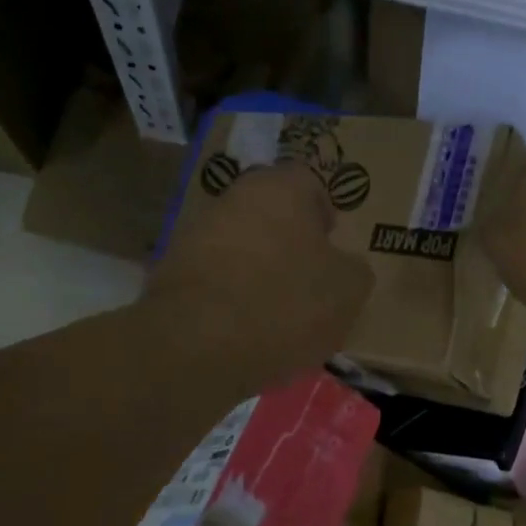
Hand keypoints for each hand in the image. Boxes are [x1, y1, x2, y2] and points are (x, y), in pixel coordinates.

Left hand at [145, 162, 373, 385]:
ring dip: (259, 268)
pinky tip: (244, 327)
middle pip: (271, 213)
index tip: (332, 246)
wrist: (199, 342)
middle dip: (290, 241)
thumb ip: (353, 269)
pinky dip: (231, 294)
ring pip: (241, 244)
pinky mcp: (172, 270)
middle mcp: (235, 197)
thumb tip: (343, 266)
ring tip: (277, 312)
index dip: (325, 213)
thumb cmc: (287, 302)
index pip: (309, 182)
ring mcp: (197, 232)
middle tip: (309, 280)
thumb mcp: (348, 290)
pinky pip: (215, 275)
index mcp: (281, 188)